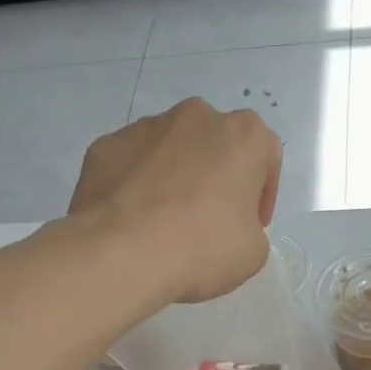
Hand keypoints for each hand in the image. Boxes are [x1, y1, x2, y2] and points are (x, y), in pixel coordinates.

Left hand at [70, 98, 280, 303]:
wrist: (122, 253)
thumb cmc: (201, 248)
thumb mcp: (252, 252)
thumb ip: (249, 227)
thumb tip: (229, 225)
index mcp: (243, 135)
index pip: (265, 156)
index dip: (262, 194)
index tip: (251, 224)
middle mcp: (196, 116)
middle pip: (214, 145)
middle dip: (215, 176)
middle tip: (207, 219)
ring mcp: (145, 127)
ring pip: (169, 150)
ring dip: (173, 177)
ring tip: (162, 221)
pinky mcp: (105, 145)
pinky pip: (129, 164)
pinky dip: (134, 185)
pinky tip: (130, 220)